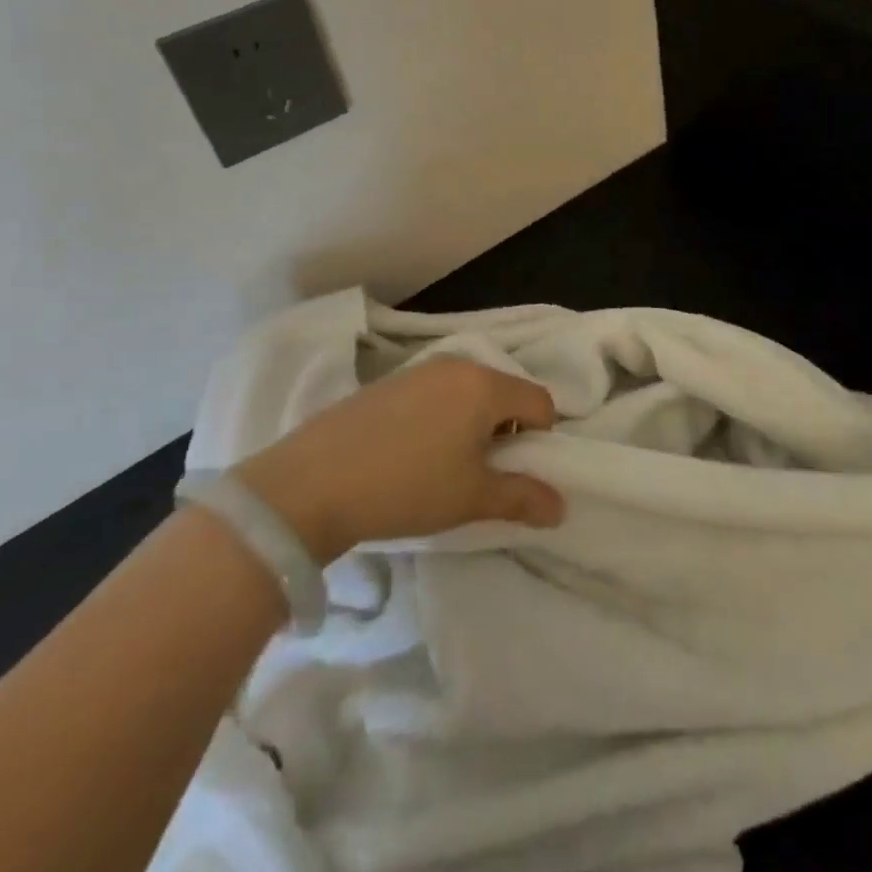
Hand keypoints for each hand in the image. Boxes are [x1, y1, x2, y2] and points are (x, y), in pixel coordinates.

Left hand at [231, 357, 565, 564]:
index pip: (539, 402)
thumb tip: (561, 506)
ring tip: (444, 465)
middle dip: (505, 430)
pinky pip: (434, 394)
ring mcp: (418, 370)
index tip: (514, 472)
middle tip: (481, 471)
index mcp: (485, 385)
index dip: (540, 439)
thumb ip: (522, 497)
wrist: (310, 484)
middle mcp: (456, 365)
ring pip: (468, 392)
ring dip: (472, 424)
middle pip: (504, 392)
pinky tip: (410, 453)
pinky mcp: (387, 382)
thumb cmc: (406, 486)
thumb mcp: (471, 498)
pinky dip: (440, 418)